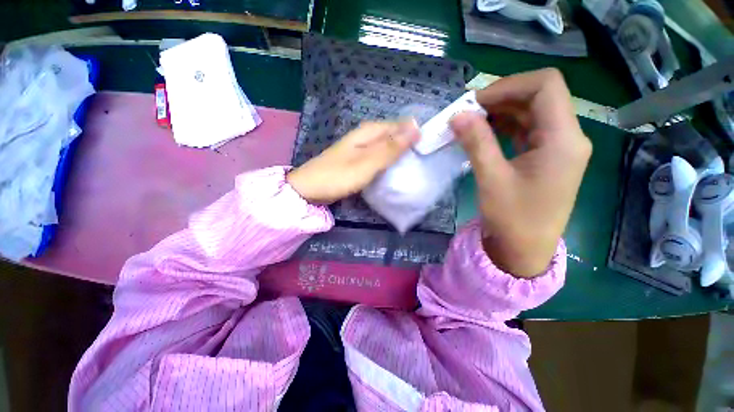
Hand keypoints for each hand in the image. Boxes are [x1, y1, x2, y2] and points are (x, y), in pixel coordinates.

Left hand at [287, 120, 419, 204]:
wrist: (310, 189)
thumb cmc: (338, 176)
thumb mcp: (367, 163)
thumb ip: (391, 147)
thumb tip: (416, 127)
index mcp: (369, 131)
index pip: (401, 125)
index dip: (417, 133)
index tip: (432, 146)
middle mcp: (366, 136)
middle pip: (394, 136)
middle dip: (410, 144)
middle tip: (427, 159)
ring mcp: (361, 149)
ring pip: (387, 147)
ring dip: (401, 154)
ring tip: (417, 165)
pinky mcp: (358, 161)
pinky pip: (379, 157)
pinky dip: (389, 162)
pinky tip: (396, 170)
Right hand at [450, 69, 591, 277]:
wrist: (525, 249)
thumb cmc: (512, 219)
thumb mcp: (491, 179)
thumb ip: (476, 143)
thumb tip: (458, 115)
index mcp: (563, 139)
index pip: (545, 86)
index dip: (508, 85)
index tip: (475, 102)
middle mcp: (568, 137)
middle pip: (539, 96)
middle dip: (501, 97)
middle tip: (468, 112)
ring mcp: (558, 147)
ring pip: (532, 112)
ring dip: (501, 111)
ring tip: (471, 121)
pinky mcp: (546, 156)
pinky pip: (527, 129)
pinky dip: (504, 126)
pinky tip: (484, 132)